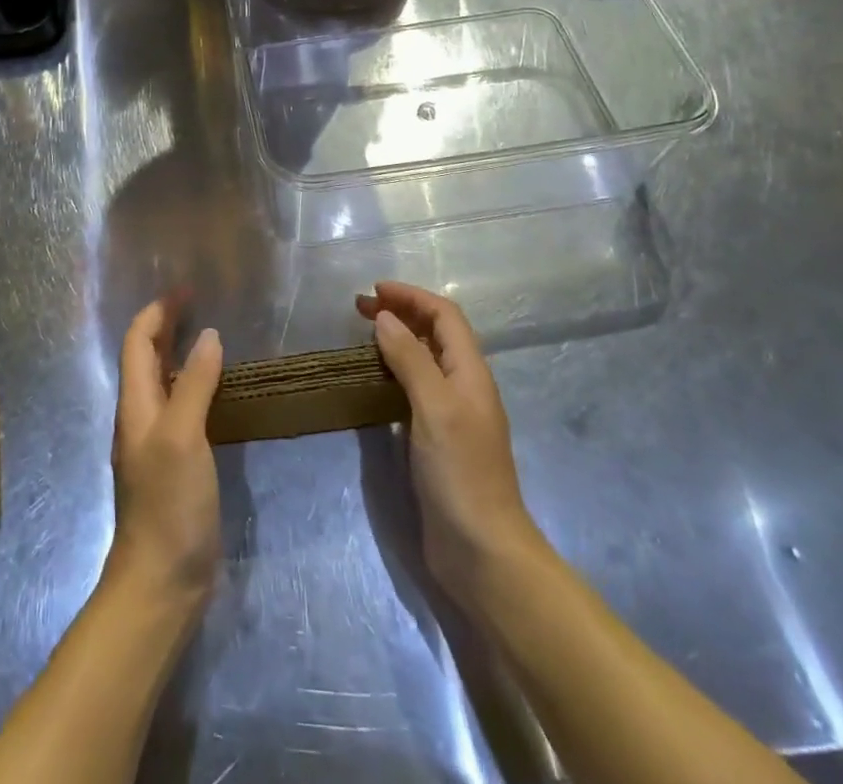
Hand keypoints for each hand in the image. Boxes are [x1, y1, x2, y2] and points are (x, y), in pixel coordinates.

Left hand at [106, 299, 223, 608]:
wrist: (161, 582)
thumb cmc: (169, 504)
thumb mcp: (183, 436)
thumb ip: (193, 384)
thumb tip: (209, 335)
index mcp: (135, 405)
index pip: (137, 342)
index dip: (157, 311)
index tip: (187, 289)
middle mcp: (141, 417)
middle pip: (146, 357)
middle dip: (167, 325)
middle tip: (200, 304)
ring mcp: (156, 442)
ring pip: (163, 382)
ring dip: (180, 353)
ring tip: (212, 337)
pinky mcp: (174, 464)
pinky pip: (180, 408)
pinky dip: (194, 385)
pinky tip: (218, 391)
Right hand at [359, 282, 547, 606]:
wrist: (482, 551)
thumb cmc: (460, 472)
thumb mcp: (434, 408)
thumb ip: (411, 359)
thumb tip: (386, 319)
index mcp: (470, 372)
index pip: (444, 315)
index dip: (411, 296)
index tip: (374, 291)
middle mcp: (464, 386)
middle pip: (435, 333)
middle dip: (402, 312)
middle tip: (360, 308)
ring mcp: (452, 414)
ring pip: (425, 359)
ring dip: (398, 339)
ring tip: (364, 335)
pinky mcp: (438, 439)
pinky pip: (416, 388)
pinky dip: (396, 370)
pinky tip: (375, 378)